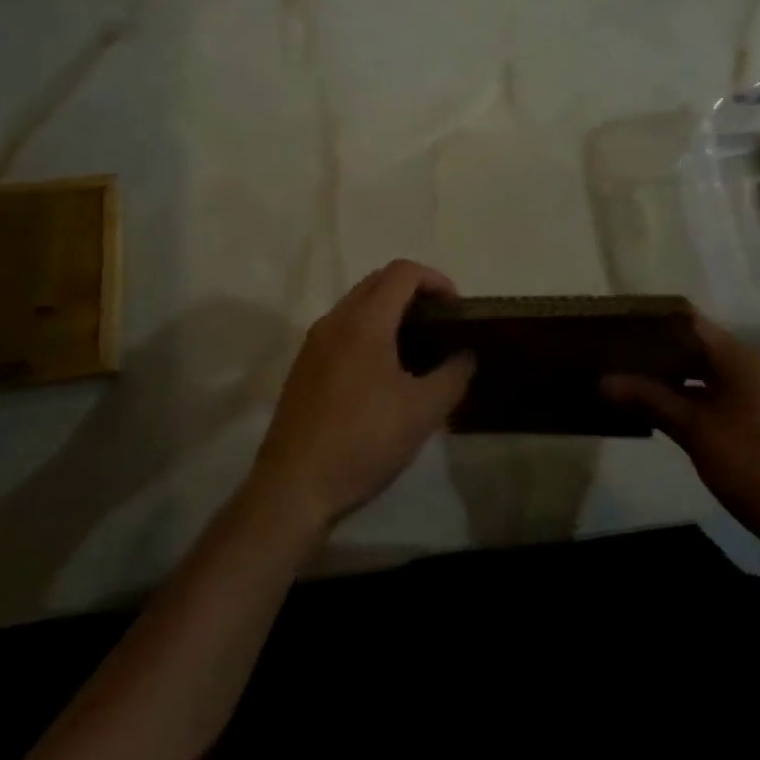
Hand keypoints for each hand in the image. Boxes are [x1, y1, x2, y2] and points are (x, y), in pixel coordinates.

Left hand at [249, 260, 475, 533]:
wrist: (294, 486)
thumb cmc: (363, 441)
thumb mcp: (423, 412)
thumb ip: (453, 375)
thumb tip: (466, 355)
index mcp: (364, 321)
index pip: (403, 272)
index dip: (436, 280)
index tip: (457, 309)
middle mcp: (335, 321)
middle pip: (378, 281)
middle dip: (414, 292)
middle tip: (440, 323)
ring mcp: (314, 343)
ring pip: (357, 305)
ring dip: (390, 311)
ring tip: (417, 347)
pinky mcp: (304, 367)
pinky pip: (342, 329)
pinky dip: (369, 331)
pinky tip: (383, 372)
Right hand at [603, 318, 759, 573]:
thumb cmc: (752, 467)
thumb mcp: (694, 432)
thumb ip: (650, 400)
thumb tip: (603, 381)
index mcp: (743, 359)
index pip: (692, 323)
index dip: (655, 323)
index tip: (621, 328)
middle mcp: (759, 366)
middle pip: (702, 346)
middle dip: (662, 352)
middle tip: (621, 357)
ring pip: (714, 370)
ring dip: (680, 375)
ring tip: (638, 380)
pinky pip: (728, 390)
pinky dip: (700, 393)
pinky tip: (673, 407)